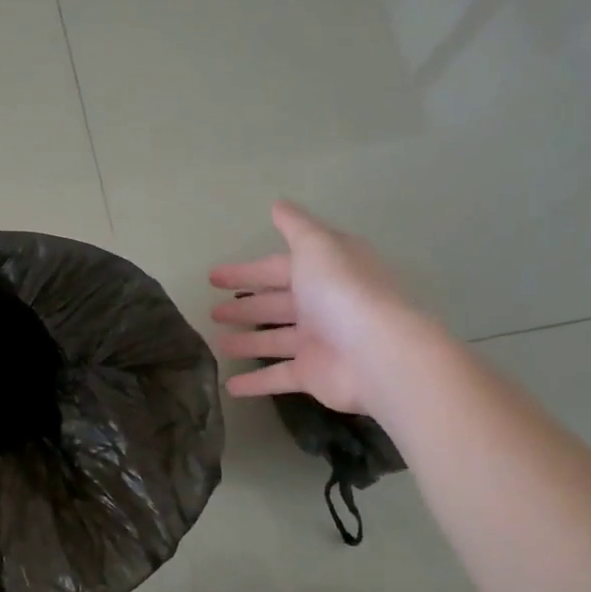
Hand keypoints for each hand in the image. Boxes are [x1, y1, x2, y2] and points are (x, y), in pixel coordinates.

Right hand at [209, 201, 420, 416]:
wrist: (377, 352)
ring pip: (275, 339)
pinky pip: (278, 376)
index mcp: (325, 272)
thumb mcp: (317, 245)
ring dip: (246, 341)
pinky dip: (255, 382)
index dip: (246, 271)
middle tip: (212, 311)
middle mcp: (323, 305)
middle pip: (277, 304)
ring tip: (216, 343)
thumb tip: (278, 205)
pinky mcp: (314, 375)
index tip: (214, 277)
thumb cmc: (342, 291)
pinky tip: (230, 386)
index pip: (278, 269)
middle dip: (245, 306)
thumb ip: (295, 226)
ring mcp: (319, 342)